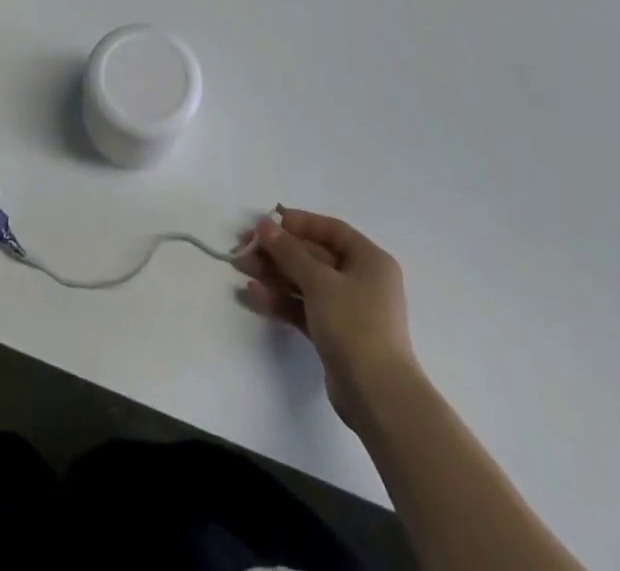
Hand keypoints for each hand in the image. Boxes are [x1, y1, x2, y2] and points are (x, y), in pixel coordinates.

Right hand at [237, 207, 417, 428]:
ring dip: (274, 274)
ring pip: (306, 282)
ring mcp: (348, 310)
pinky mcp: (334, 335)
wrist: (377, 397)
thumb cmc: (354, 325)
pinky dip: (282, 300)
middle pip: (314, 256)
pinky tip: (254, 294)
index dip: (299, 222)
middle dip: (279, 251)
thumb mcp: (319, 282)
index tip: (267, 221)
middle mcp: (361, 281)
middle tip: (244, 246)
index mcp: (369, 260)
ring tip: (241, 267)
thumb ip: (290, 252)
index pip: (331, 230)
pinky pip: (304, 308)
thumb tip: (265, 225)